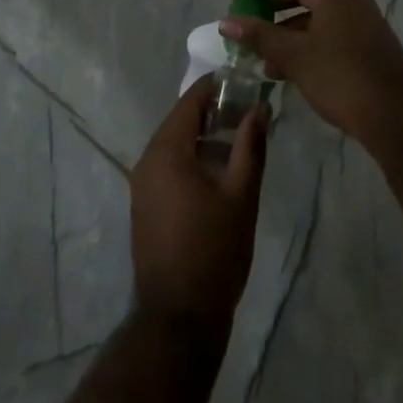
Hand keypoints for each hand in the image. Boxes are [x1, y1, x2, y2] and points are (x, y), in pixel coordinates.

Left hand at [129, 77, 265, 331]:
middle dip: (214, 113)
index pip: (191, 101)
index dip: (217, 87)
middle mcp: (147, 160)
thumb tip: (260, 108)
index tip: (245, 82)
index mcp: (166, 150)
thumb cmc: (213, 252)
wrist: (178, 320)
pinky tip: (220, 173)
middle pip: (181, 121)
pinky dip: (193, 159)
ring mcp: (142, 185)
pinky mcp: (145, 206)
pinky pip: (169, 167)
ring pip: (176, 145)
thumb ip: (250, 146)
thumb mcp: (240, 196)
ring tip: (240, 141)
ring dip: (205, 138)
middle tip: (249, 112)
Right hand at [221, 0, 402, 144]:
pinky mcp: (364, 42)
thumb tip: (225, 22)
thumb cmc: (341, 78)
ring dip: (283, 26)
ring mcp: (359, 20)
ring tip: (259, 51)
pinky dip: (302, 40)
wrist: (397, 117)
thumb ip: (258, 35)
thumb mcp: (294, 56)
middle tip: (244, 20)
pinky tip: (284, 68)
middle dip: (267, 2)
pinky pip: (325, 30)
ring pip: (312, 12)